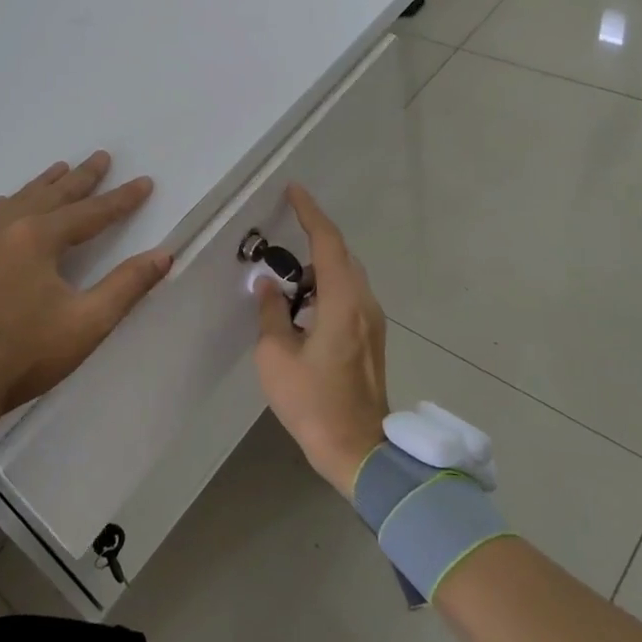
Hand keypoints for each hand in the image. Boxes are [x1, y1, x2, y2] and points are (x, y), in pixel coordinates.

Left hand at [0, 152, 170, 430]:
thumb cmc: (28, 352)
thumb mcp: (88, 322)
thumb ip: (127, 285)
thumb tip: (163, 254)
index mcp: (39, 238)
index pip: (91, 212)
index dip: (121, 199)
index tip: (145, 182)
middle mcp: (8, 227)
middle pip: (53, 195)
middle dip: (82, 177)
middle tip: (102, 157)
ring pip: (20, 200)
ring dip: (45, 184)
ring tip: (62, 168)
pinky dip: (11, 202)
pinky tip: (10, 202)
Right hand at [252, 184, 388, 498]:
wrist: (359, 450)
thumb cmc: (313, 402)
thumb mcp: (275, 356)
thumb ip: (271, 312)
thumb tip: (268, 284)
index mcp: (342, 301)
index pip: (327, 242)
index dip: (310, 213)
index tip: (294, 191)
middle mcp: (364, 303)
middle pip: (341, 255)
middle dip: (315, 236)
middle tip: (286, 227)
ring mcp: (373, 322)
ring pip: (347, 276)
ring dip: (320, 265)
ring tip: (288, 272)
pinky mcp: (372, 338)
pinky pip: (350, 296)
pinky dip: (328, 286)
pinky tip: (305, 302)